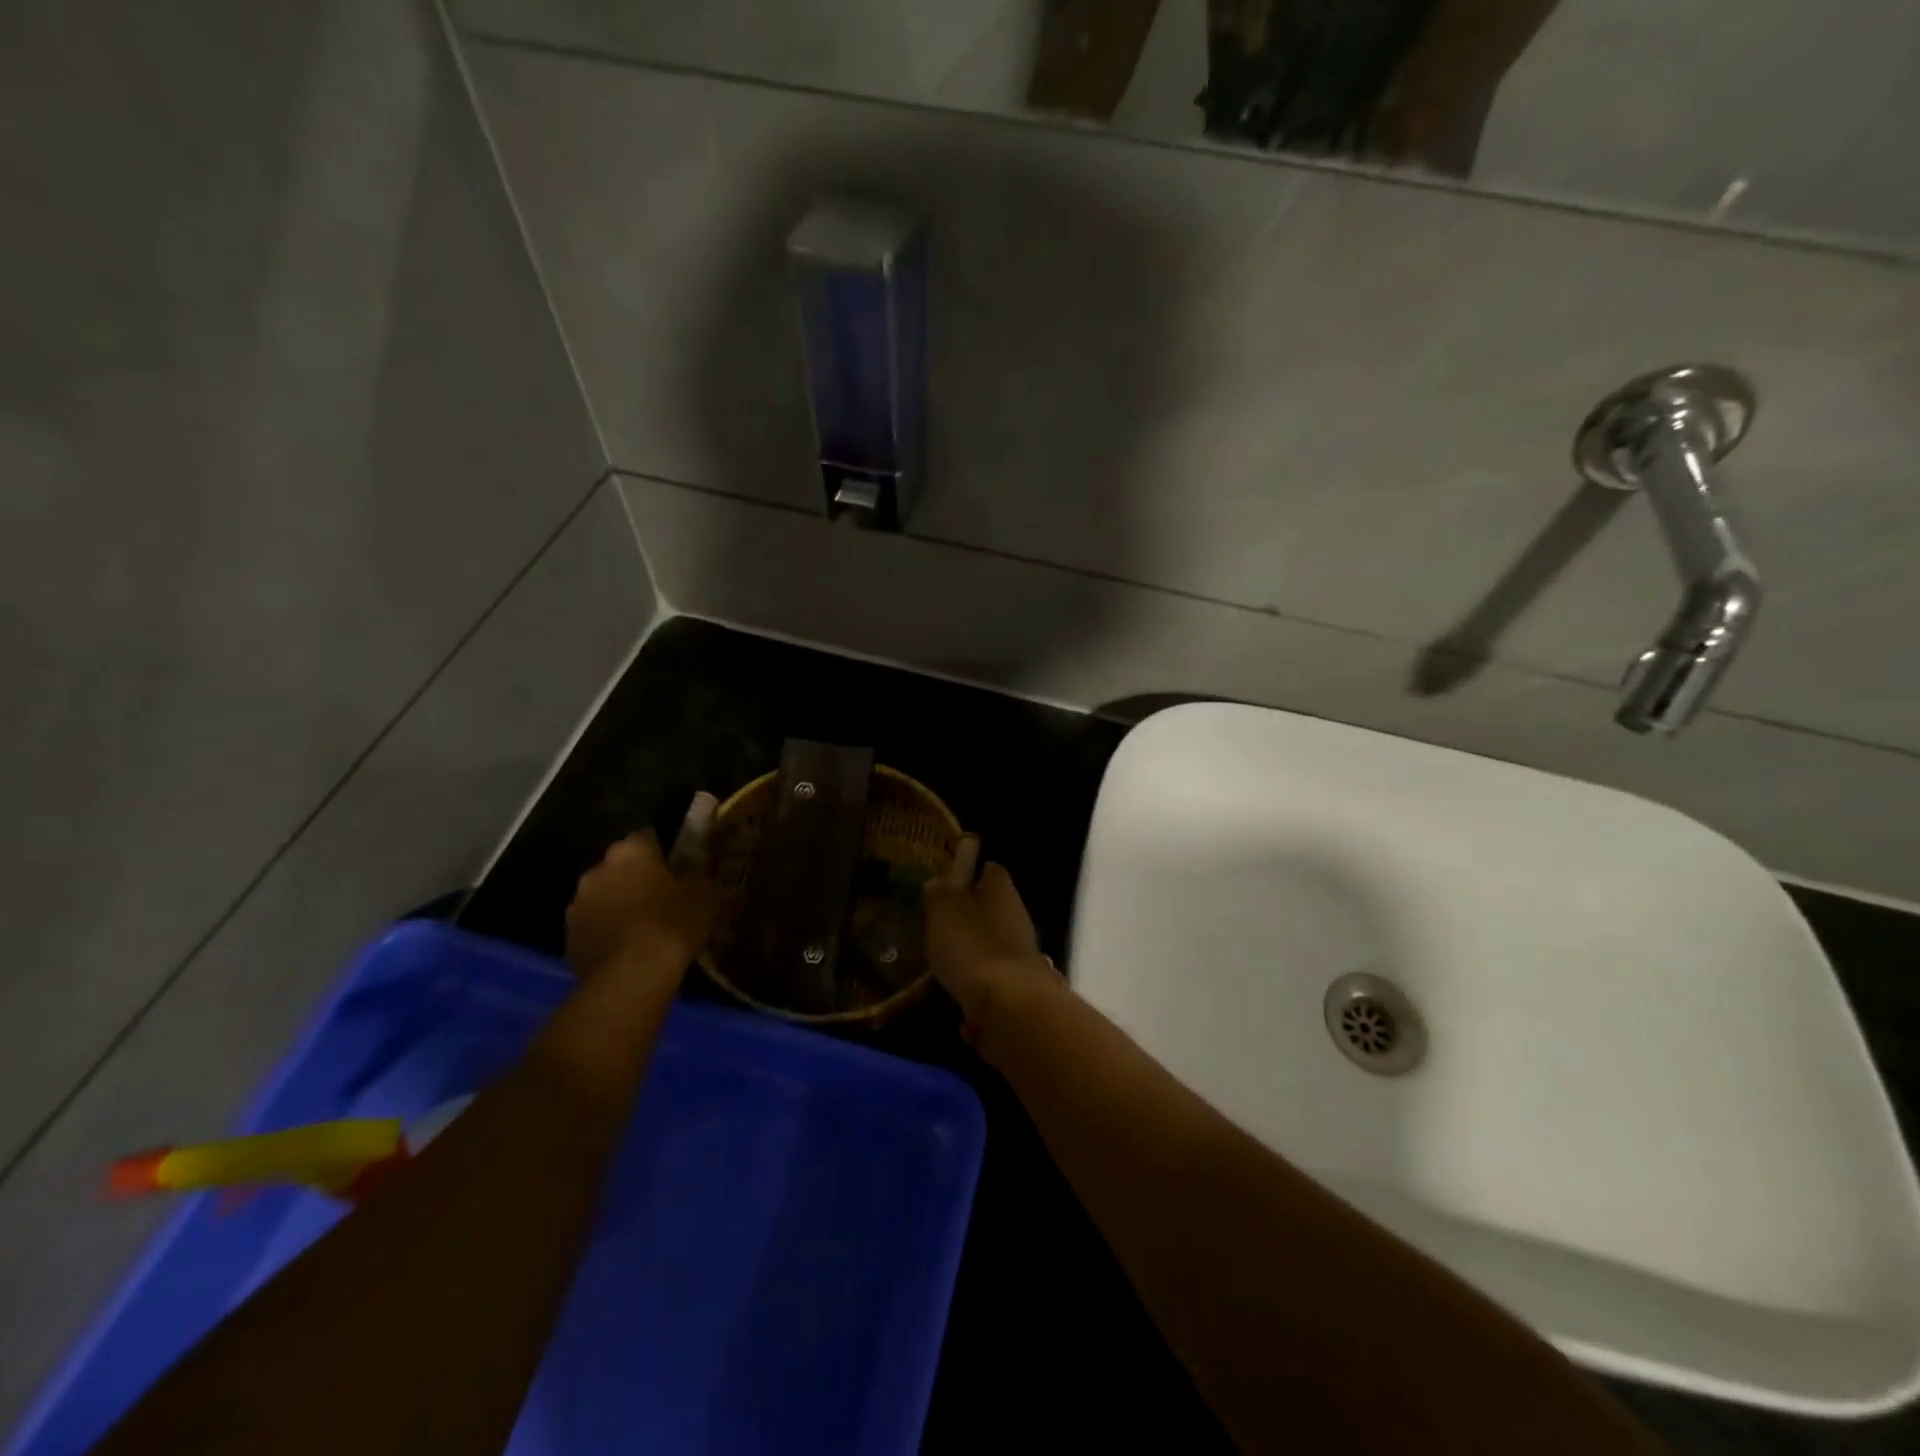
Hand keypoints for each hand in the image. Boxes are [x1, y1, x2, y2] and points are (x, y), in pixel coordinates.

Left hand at [565, 827, 719, 982]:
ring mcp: (578, 905)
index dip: (662, 851)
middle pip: (620, 866)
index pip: (646, 837)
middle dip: (636, 877)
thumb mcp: (705, 897)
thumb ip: (700, 878)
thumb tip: (700, 872)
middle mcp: (597, 870)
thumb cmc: (671, 924)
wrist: (630, 978)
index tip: (676, 866)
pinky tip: (627, 949)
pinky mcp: (569, 938)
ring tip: (643, 926)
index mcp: (630, 852)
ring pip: (603, 896)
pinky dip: (607, 931)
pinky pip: (593, 926)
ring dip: (618, 904)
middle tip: (661, 896)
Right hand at [923, 836, 1059, 1050]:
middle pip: (992, 911)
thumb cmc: (971, 946)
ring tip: (946, 975)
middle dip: (969, 921)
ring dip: (973, 961)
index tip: (947, 884)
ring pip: (993, 951)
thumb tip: (940, 880)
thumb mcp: (942, 910)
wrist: (1011, 1006)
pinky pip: (996, 989)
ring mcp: (1023, 955)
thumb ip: (939, 892)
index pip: (990, 869)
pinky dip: (980, 999)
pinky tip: (965, 1019)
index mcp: (1001, 891)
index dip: (969, 873)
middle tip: (939, 932)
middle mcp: (1018, 918)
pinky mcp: (1024, 990)